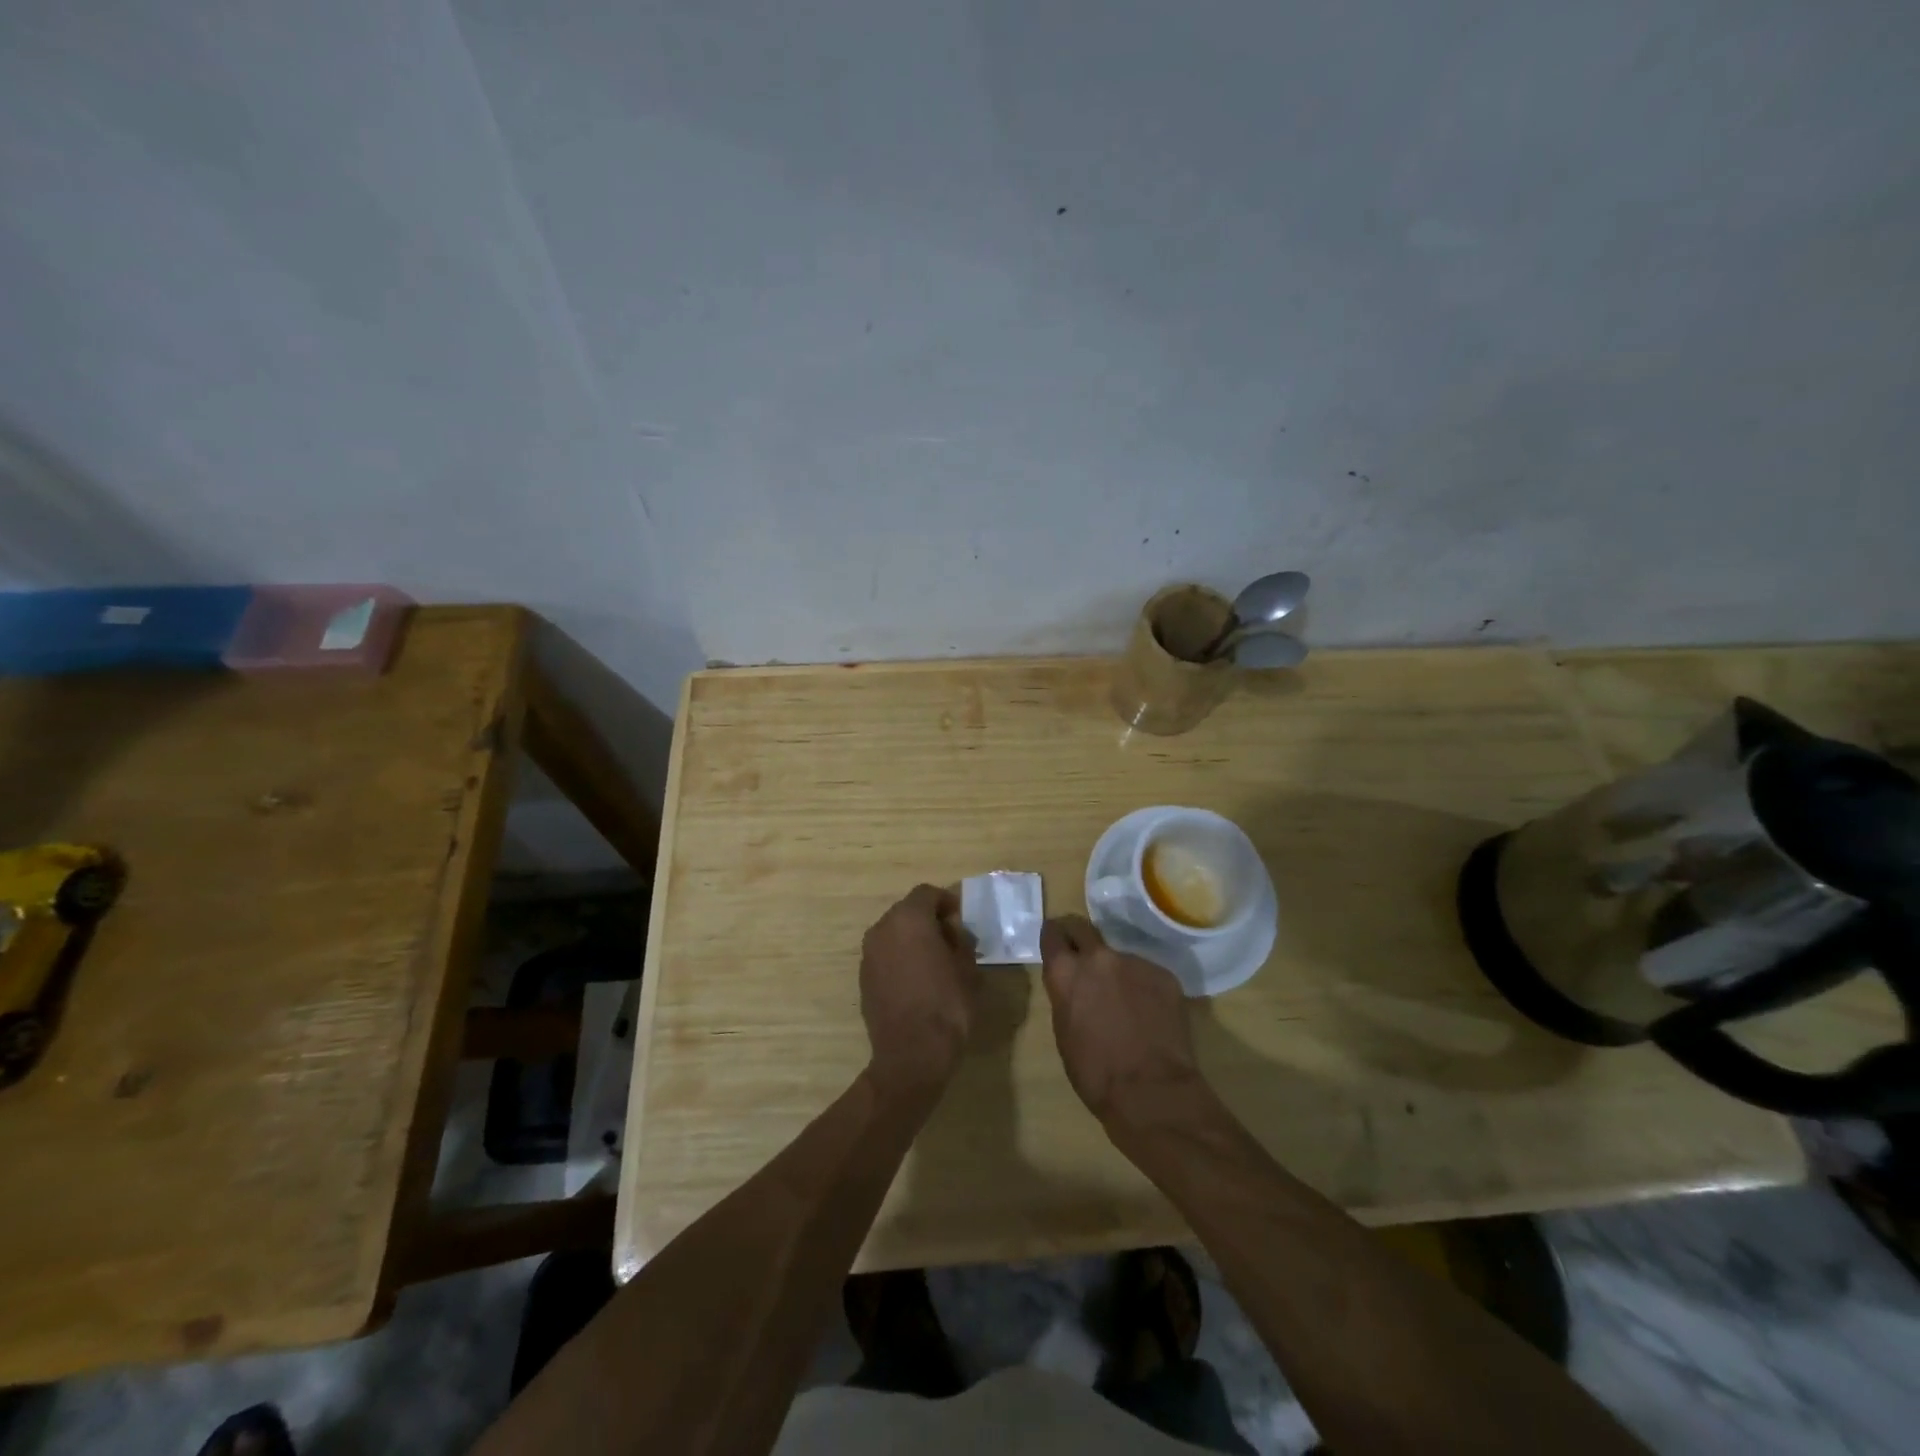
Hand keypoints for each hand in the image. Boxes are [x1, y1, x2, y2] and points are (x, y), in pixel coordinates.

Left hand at [860, 885, 980, 1096]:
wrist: (911, 1054)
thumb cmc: (947, 1005)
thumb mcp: (968, 968)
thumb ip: (961, 940)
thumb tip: (954, 932)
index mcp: (909, 919)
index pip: (927, 893)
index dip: (947, 902)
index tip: (961, 921)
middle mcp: (882, 929)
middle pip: (908, 910)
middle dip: (929, 920)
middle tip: (951, 941)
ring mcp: (868, 954)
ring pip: (894, 932)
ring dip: (913, 939)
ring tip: (935, 962)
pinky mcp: (863, 977)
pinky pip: (885, 954)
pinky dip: (900, 957)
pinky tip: (917, 980)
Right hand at [1040, 915, 1203, 1123]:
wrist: (1152, 1092)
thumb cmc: (1095, 1073)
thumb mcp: (1064, 1033)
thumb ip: (1067, 998)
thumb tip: (1076, 989)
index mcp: (1066, 973)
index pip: (1053, 933)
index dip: (1054, 937)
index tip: (1056, 942)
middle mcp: (1099, 958)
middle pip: (1083, 928)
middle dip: (1079, 938)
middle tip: (1082, 956)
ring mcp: (1135, 963)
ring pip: (1119, 957)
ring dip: (1117, 972)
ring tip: (1126, 1004)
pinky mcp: (1165, 975)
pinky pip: (1147, 974)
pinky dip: (1144, 988)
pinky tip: (1150, 1016)